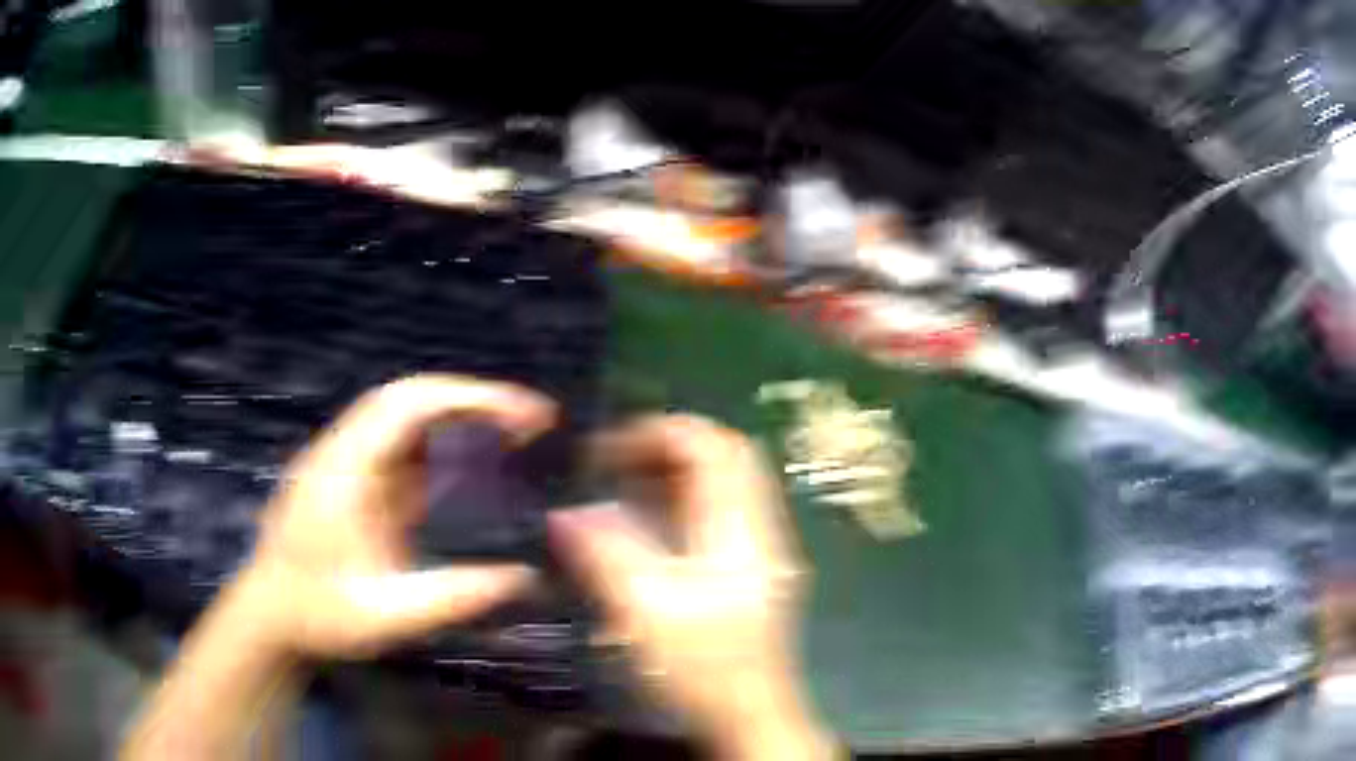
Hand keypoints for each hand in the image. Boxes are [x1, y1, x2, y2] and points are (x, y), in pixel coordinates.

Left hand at [234, 374, 553, 657]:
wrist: (269, 615)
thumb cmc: (318, 615)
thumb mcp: (384, 617)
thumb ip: (450, 597)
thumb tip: (522, 578)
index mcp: (344, 470)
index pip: (407, 404)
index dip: (468, 397)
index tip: (522, 414)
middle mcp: (343, 452)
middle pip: (409, 399)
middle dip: (472, 401)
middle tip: (532, 422)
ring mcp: (345, 463)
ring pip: (405, 419)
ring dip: (458, 419)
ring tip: (514, 436)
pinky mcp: (351, 480)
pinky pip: (400, 448)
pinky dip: (441, 446)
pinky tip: (470, 468)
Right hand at [548, 416, 834, 760]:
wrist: (750, 717)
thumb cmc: (703, 669)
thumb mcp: (646, 613)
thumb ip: (606, 555)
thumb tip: (567, 511)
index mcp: (741, 531)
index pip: (714, 447)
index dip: (660, 433)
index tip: (607, 449)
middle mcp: (758, 530)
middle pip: (724, 458)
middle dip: (666, 449)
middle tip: (613, 463)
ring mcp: (758, 551)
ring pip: (721, 486)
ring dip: (671, 477)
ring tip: (619, 488)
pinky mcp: (748, 572)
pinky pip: (715, 516)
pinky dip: (679, 506)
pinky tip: (643, 529)